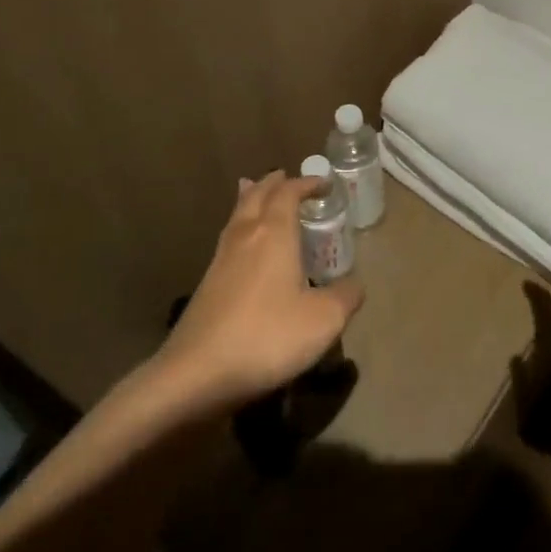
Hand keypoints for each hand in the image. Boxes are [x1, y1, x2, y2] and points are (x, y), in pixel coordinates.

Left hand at [158, 171, 364, 409]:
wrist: (196, 374)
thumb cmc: (267, 336)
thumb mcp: (323, 320)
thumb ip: (345, 297)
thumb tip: (355, 285)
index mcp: (274, 232)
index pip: (289, 192)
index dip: (307, 184)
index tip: (324, 184)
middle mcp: (246, 235)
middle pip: (257, 194)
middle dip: (274, 183)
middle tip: (287, 177)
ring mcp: (221, 259)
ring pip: (238, 214)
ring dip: (252, 199)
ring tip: (257, 192)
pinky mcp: (207, 284)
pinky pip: (228, 238)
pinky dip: (241, 226)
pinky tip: (244, 244)